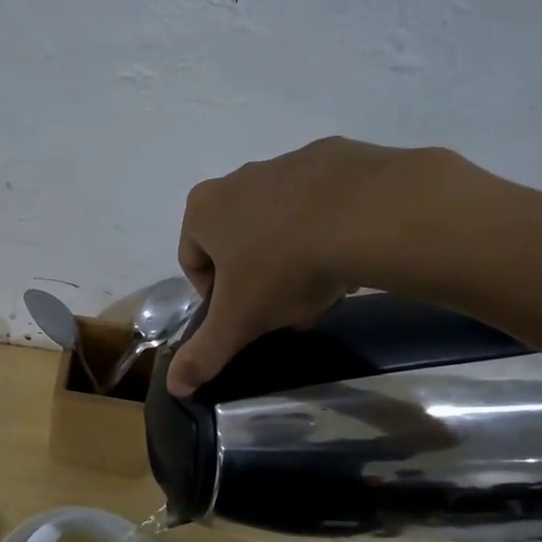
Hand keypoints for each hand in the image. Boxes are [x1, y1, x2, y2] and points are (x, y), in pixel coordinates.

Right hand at [169, 139, 493, 393]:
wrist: (367, 214)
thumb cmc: (284, 268)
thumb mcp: (239, 321)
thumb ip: (204, 354)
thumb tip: (174, 386)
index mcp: (203, 210)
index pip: (193, 262)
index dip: (215, 298)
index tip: (245, 316)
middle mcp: (237, 178)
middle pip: (237, 242)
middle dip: (257, 278)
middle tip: (284, 307)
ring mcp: (285, 163)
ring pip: (278, 222)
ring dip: (291, 254)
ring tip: (321, 284)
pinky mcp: (331, 156)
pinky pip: (319, 202)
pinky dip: (327, 227)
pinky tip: (348, 252)